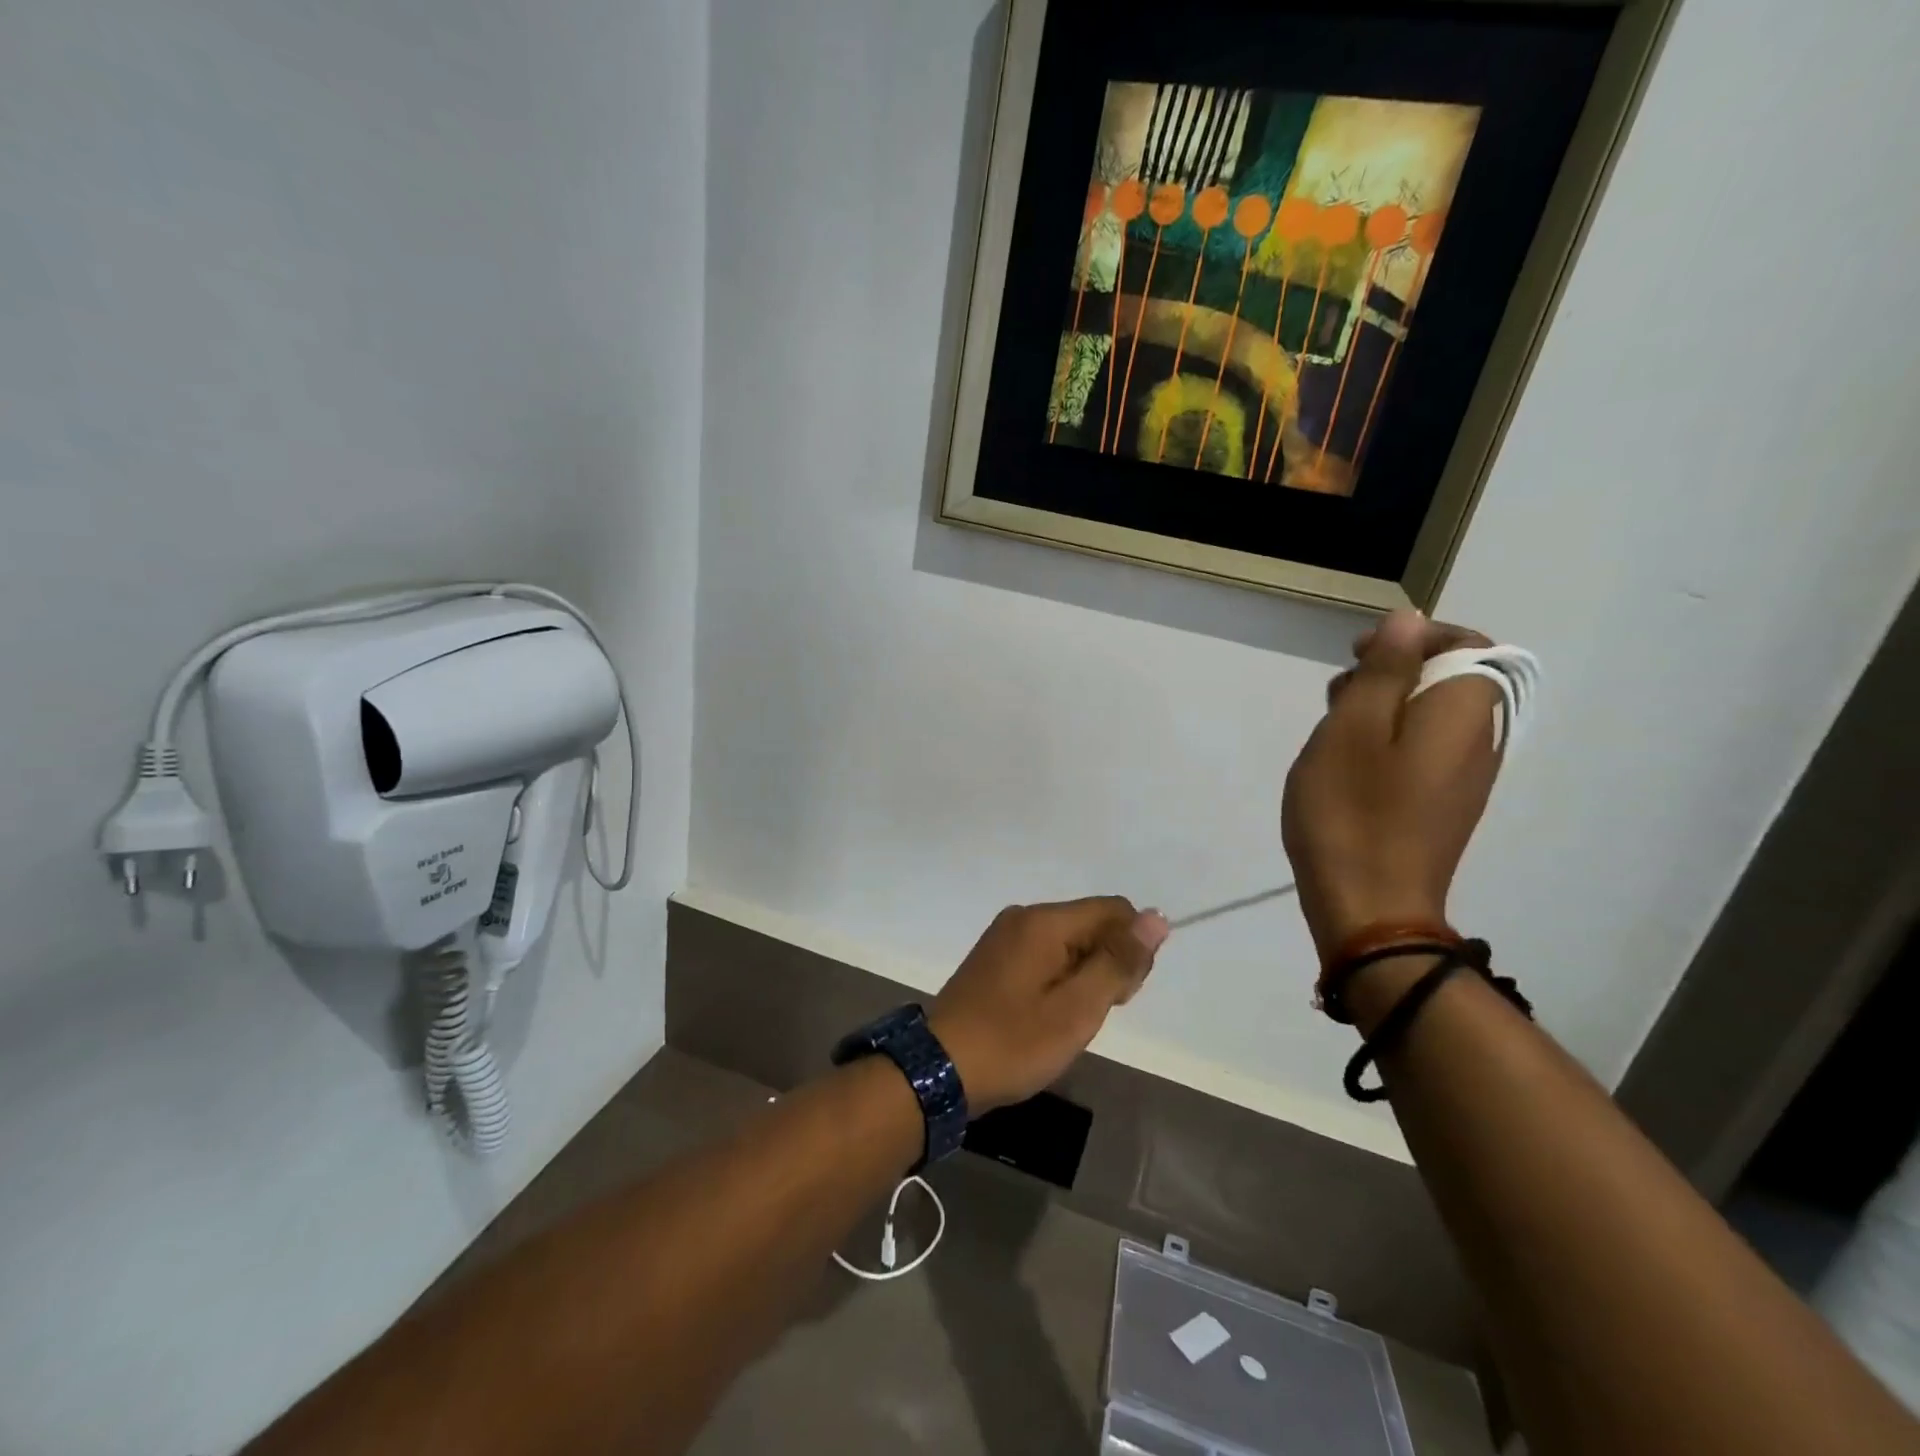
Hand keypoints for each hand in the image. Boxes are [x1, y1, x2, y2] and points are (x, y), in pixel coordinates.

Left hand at [929, 898, 1169, 1114]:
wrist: (938, 1069)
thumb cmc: (1013, 1042)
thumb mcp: (1077, 1009)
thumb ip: (1118, 961)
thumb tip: (1157, 918)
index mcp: (1044, 921)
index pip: (1114, 910)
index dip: (1131, 949)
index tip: (1120, 995)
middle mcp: (1023, 917)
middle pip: (1091, 923)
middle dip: (1107, 964)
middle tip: (1090, 1015)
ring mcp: (1005, 937)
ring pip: (1070, 942)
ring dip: (1084, 977)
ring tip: (1067, 1022)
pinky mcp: (995, 959)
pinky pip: (1045, 955)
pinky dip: (1060, 980)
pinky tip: (1048, 1016)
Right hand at [1282, 610, 1503, 960]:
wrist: (1370, 908)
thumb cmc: (1352, 811)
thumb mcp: (1351, 729)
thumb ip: (1384, 670)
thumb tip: (1409, 621)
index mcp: (1462, 711)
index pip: (1464, 643)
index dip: (1412, 637)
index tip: (1358, 655)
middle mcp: (1479, 738)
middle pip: (1446, 678)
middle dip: (1390, 672)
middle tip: (1335, 698)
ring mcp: (1464, 776)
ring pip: (1428, 715)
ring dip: (1380, 708)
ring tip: (1332, 736)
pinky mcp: (1443, 804)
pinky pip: (1422, 749)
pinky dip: (1386, 742)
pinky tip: (1347, 768)